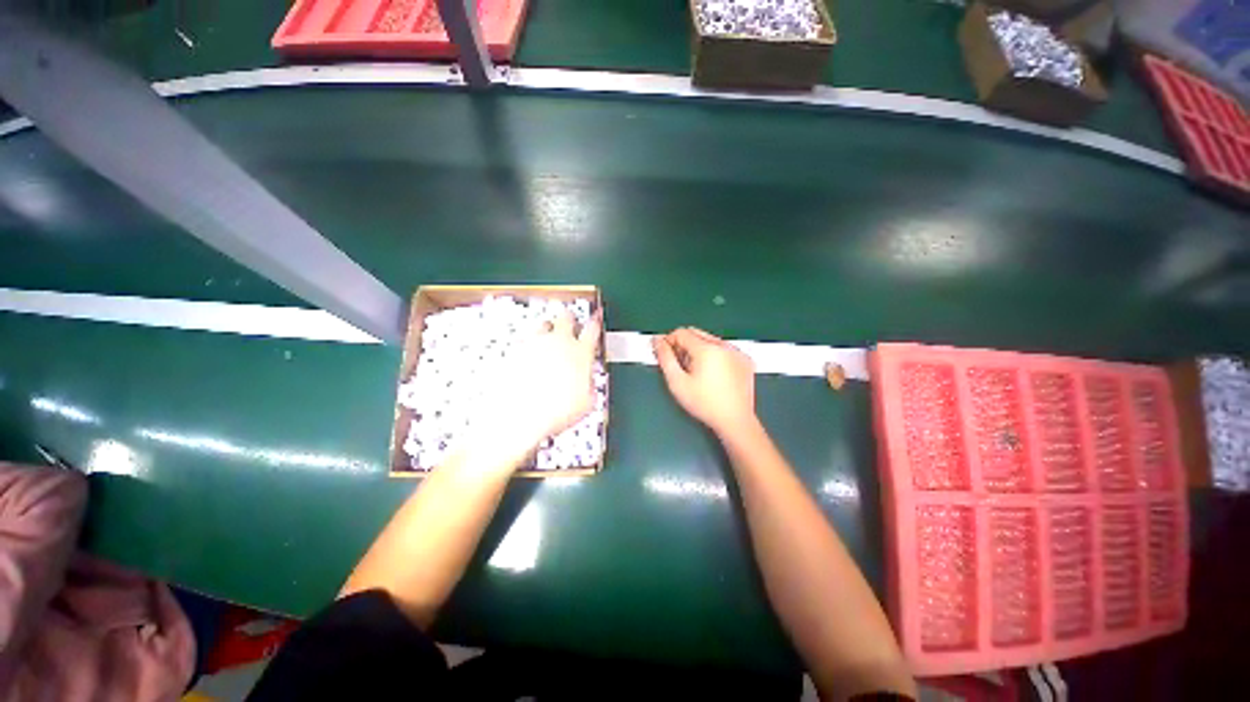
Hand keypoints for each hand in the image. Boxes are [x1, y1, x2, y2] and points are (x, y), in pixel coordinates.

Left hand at [469, 310, 601, 463]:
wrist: (521, 417)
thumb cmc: (555, 412)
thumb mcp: (587, 403)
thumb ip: (590, 386)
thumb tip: (588, 386)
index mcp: (581, 352)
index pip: (592, 328)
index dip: (595, 322)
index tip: (595, 319)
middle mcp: (558, 342)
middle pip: (566, 317)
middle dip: (570, 319)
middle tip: (571, 323)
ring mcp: (535, 344)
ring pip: (543, 323)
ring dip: (548, 327)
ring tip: (549, 336)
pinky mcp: (515, 351)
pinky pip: (523, 339)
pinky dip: (528, 343)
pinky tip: (529, 353)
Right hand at [653, 328, 757, 436]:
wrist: (735, 421)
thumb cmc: (704, 404)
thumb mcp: (677, 382)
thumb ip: (665, 358)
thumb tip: (657, 341)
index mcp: (707, 349)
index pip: (681, 333)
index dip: (669, 341)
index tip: (666, 355)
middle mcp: (724, 345)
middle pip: (696, 333)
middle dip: (684, 344)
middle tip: (680, 364)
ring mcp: (737, 352)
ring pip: (711, 340)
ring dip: (699, 349)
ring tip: (697, 371)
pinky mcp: (746, 360)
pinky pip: (725, 349)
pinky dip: (716, 355)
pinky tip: (714, 374)